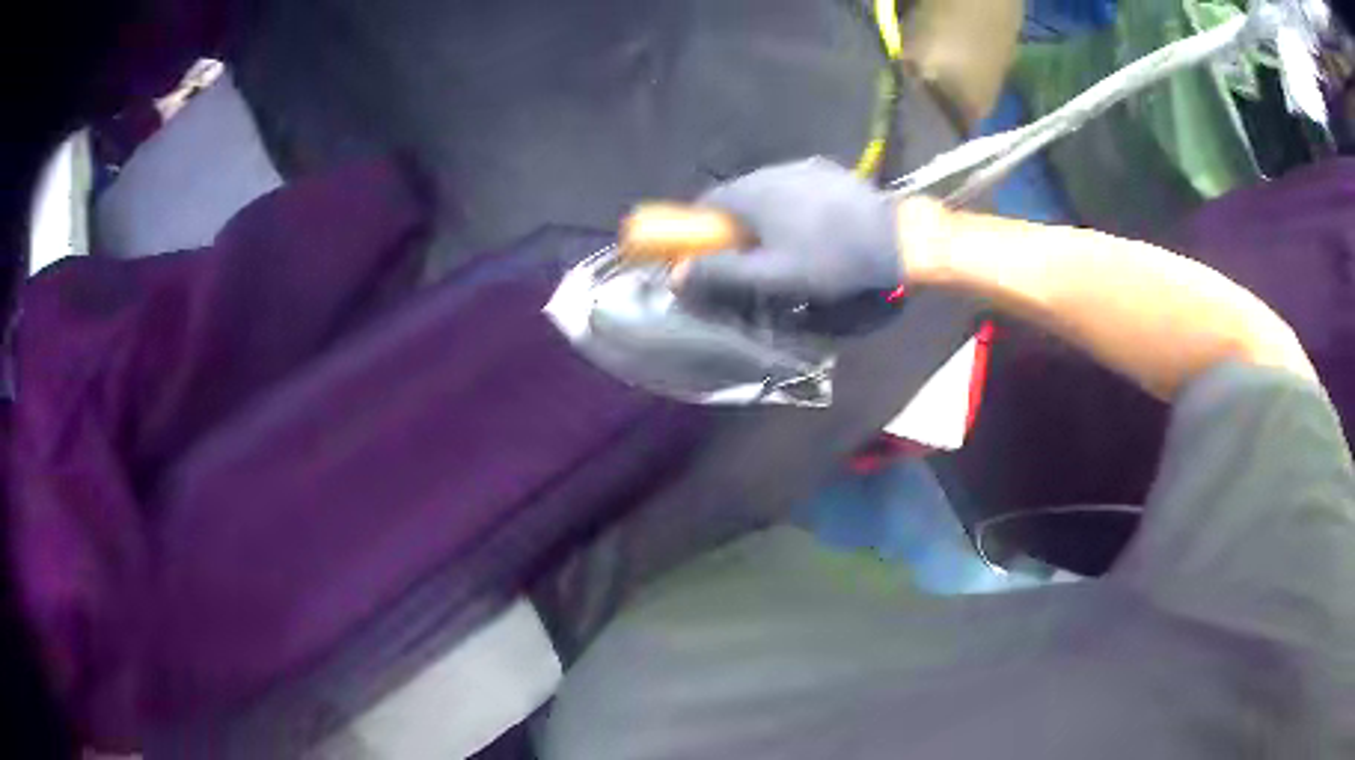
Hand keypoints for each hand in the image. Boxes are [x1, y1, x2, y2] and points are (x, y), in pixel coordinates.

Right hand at [678, 158, 905, 335]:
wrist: (892, 239)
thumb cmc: (829, 259)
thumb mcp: (773, 276)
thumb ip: (723, 273)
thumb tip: (678, 274)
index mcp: (753, 193)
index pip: (708, 202)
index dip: (702, 227)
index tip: (709, 251)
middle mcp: (772, 170)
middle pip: (739, 194)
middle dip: (736, 221)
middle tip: (750, 253)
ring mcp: (803, 166)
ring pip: (769, 188)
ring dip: (765, 211)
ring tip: (786, 241)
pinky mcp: (828, 170)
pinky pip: (796, 185)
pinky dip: (792, 203)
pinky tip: (813, 226)